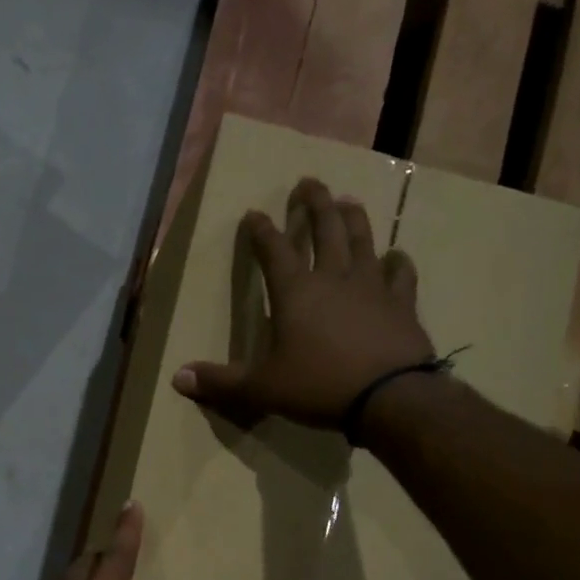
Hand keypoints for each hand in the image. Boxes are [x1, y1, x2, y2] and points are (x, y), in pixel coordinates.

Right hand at [172, 177, 433, 428]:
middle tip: (309, 182)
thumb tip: (178, 378)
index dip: (261, 231)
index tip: (253, 213)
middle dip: (314, 204)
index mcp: (295, 292)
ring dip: (353, 218)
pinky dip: (397, 263)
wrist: (389, 397)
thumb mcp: (261, 389)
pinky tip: (396, 256)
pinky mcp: (402, 304)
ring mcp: (372, 287)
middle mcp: (333, 278)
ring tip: (348, 201)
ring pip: (362, 241)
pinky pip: (400, 275)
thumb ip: (220, 382)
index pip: (273, 251)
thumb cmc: (318, 386)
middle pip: (324, 230)